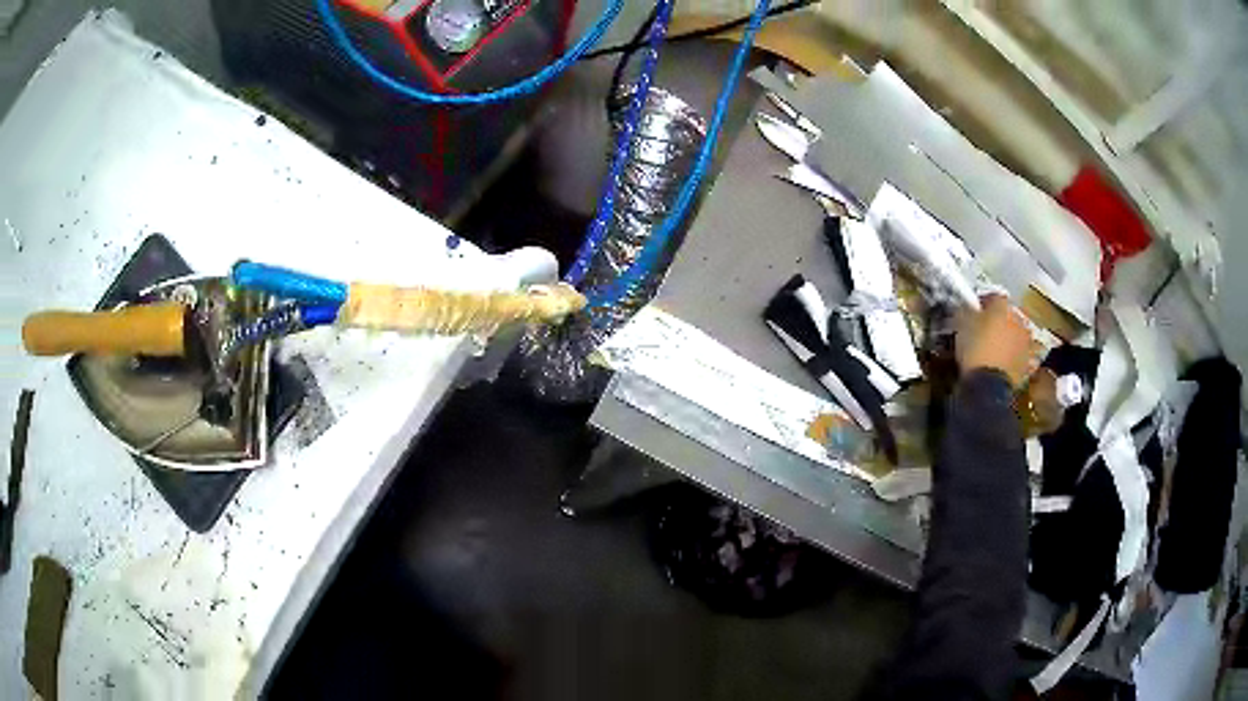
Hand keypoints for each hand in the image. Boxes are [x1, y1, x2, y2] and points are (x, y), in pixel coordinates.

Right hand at [957, 295, 1031, 386]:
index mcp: (1002, 305)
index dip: (983, 303)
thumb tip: (967, 307)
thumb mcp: (961, 324)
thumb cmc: (974, 349)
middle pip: (1010, 314)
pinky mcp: (1028, 363)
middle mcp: (1019, 320)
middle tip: (988, 328)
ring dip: (1012, 337)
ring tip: (1000, 346)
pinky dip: (1018, 357)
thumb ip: (966, 310)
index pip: (993, 297)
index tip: (975, 311)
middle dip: (1001, 319)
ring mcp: (1026, 342)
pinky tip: (1009, 362)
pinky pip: (1024, 355)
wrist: (988, 385)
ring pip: (1019, 334)